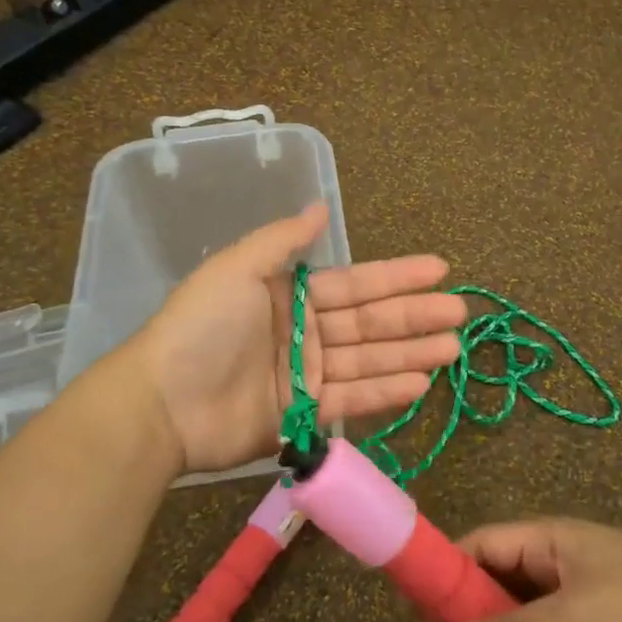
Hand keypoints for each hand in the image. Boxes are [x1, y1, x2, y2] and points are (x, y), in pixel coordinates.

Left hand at [135, 203, 467, 476]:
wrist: (162, 401)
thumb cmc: (201, 326)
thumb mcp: (237, 268)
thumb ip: (282, 240)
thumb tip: (320, 206)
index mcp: (289, 294)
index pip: (355, 283)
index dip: (396, 276)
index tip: (439, 270)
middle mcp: (303, 332)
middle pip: (369, 323)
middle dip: (414, 316)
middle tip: (460, 313)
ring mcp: (304, 375)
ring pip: (368, 361)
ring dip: (410, 354)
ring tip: (452, 349)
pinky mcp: (301, 415)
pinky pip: (351, 399)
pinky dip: (385, 392)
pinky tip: (420, 384)